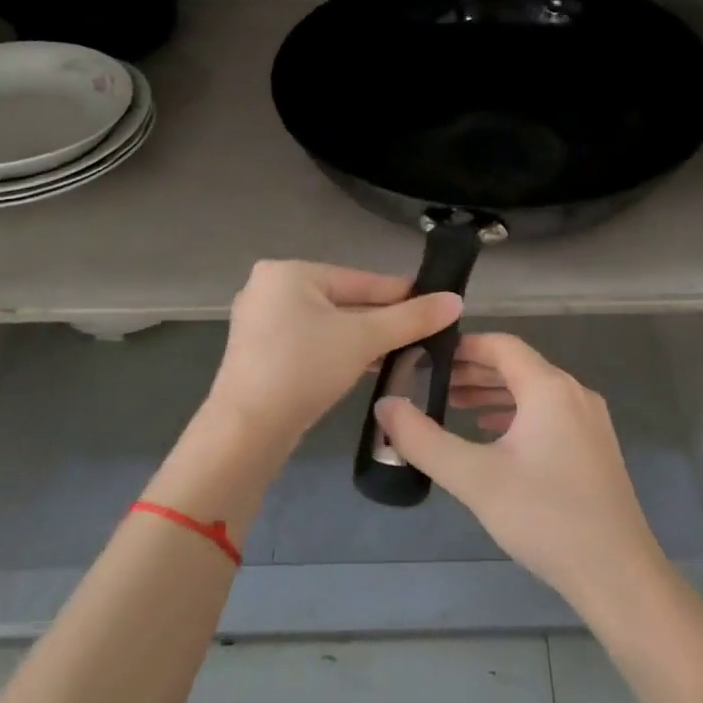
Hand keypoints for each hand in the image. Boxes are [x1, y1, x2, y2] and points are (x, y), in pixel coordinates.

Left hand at [204, 260, 461, 457]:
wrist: (246, 430)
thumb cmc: (305, 368)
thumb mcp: (364, 339)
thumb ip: (411, 318)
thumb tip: (456, 300)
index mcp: (289, 272)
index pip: (360, 280)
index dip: (402, 294)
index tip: (437, 305)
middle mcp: (269, 287)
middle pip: (344, 300)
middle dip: (382, 320)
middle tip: (422, 334)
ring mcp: (259, 321)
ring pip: (327, 323)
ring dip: (362, 338)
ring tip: (403, 352)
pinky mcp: (258, 351)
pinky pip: (309, 341)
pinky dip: (337, 351)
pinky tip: (366, 365)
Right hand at [374, 333, 664, 611]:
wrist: (617, 574)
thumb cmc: (544, 517)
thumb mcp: (474, 477)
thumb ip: (423, 439)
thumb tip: (385, 405)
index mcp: (549, 388)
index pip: (500, 346)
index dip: (462, 347)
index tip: (427, 357)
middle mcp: (574, 393)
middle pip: (517, 366)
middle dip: (473, 371)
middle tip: (432, 383)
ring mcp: (589, 420)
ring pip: (534, 391)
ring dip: (494, 394)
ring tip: (455, 406)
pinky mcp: (594, 447)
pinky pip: (549, 413)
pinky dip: (517, 414)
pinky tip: (493, 435)